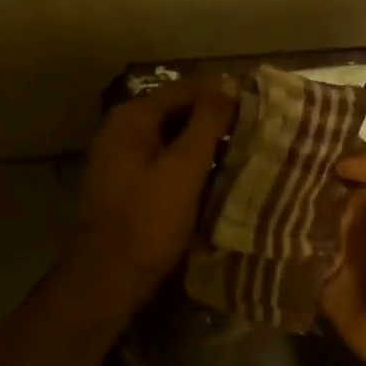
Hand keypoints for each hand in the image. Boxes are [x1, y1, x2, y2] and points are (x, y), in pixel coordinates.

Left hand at [71, 80, 236, 304]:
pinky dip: (188, 167)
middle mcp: (121, 130)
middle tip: (254, 135)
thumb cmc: (148, 221)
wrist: (107, 279)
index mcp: (132, 118)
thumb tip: (228, 86)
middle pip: (177, 113)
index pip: (184, 90)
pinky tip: (214, 181)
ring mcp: (120, 159)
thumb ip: (206, 123)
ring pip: (172, 140)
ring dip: (203, 147)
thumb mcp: (184, 169)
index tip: (258, 111)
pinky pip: (163, 164)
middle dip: (214, 122)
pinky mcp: (126, 186)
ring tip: (242, 157)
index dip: (222, 97)